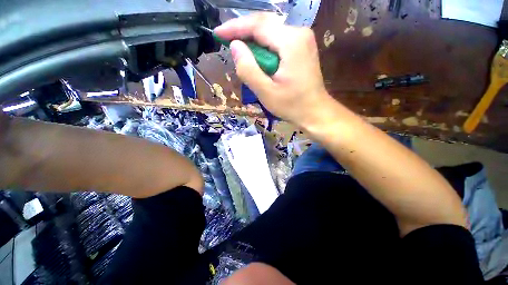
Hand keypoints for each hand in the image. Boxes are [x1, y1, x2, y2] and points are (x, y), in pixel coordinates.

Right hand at [214, 14, 330, 126]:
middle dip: (244, 33)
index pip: (257, 25)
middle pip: (265, 25)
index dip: (235, 28)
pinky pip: (278, 41)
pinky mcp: (302, 48)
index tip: (218, 33)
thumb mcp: (266, 92)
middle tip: (226, 41)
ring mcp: (303, 39)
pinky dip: (265, 48)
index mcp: (291, 42)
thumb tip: (235, 46)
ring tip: (240, 52)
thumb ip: (248, 69)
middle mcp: (299, 33)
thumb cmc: (292, 105)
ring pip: (271, 33)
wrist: (315, 112)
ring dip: (254, 42)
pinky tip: (257, 58)